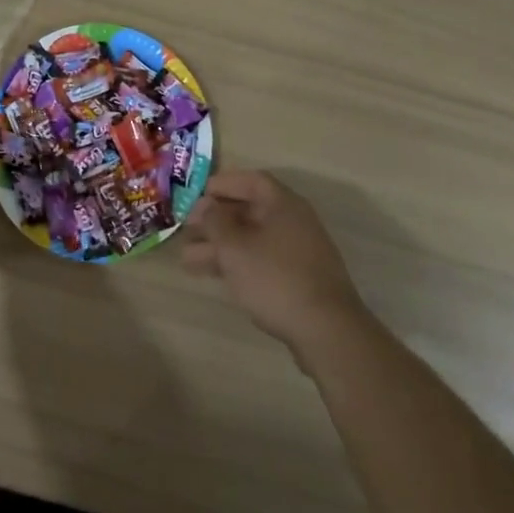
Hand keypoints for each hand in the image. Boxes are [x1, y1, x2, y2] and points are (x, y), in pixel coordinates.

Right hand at [182, 170, 368, 359]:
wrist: (326, 331)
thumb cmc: (275, 278)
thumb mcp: (235, 247)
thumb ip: (216, 221)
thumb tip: (206, 205)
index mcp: (283, 204)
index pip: (251, 181)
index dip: (223, 184)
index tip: (197, 195)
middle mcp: (294, 222)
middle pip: (249, 211)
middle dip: (215, 221)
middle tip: (186, 231)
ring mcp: (298, 252)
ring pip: (252, 240)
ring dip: (220, 246)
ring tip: (187, 260)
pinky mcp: (298, 279)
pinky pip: (261, 260)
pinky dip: (237, 263)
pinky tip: (215, 276)